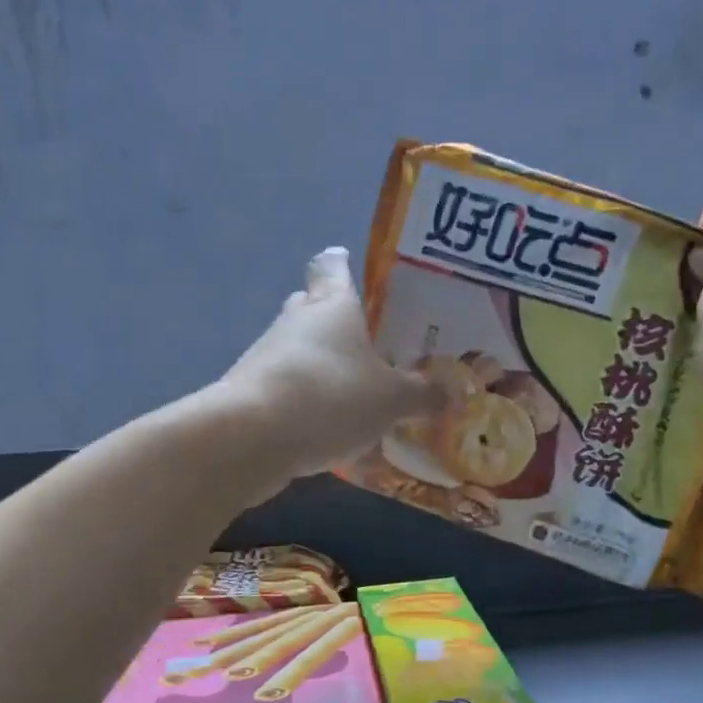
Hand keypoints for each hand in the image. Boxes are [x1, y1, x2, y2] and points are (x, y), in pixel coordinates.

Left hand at [220, 248, 441, 491]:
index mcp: (332, 306)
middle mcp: (296, 322)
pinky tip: (332, 433)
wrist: (250, 438)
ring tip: (358, 397)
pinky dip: (308, 404)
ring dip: (324, 368)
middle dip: (336, 321)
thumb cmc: (331, 396)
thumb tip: (452, 393)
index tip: (351, 267)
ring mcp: (268, 357)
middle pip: (313, 307)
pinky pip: (288, 390)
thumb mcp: (391, 399)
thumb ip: (422, 394)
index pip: (332, 266)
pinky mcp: (251, 393)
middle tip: (368, 342)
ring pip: (300, 352)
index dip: (342, 264)